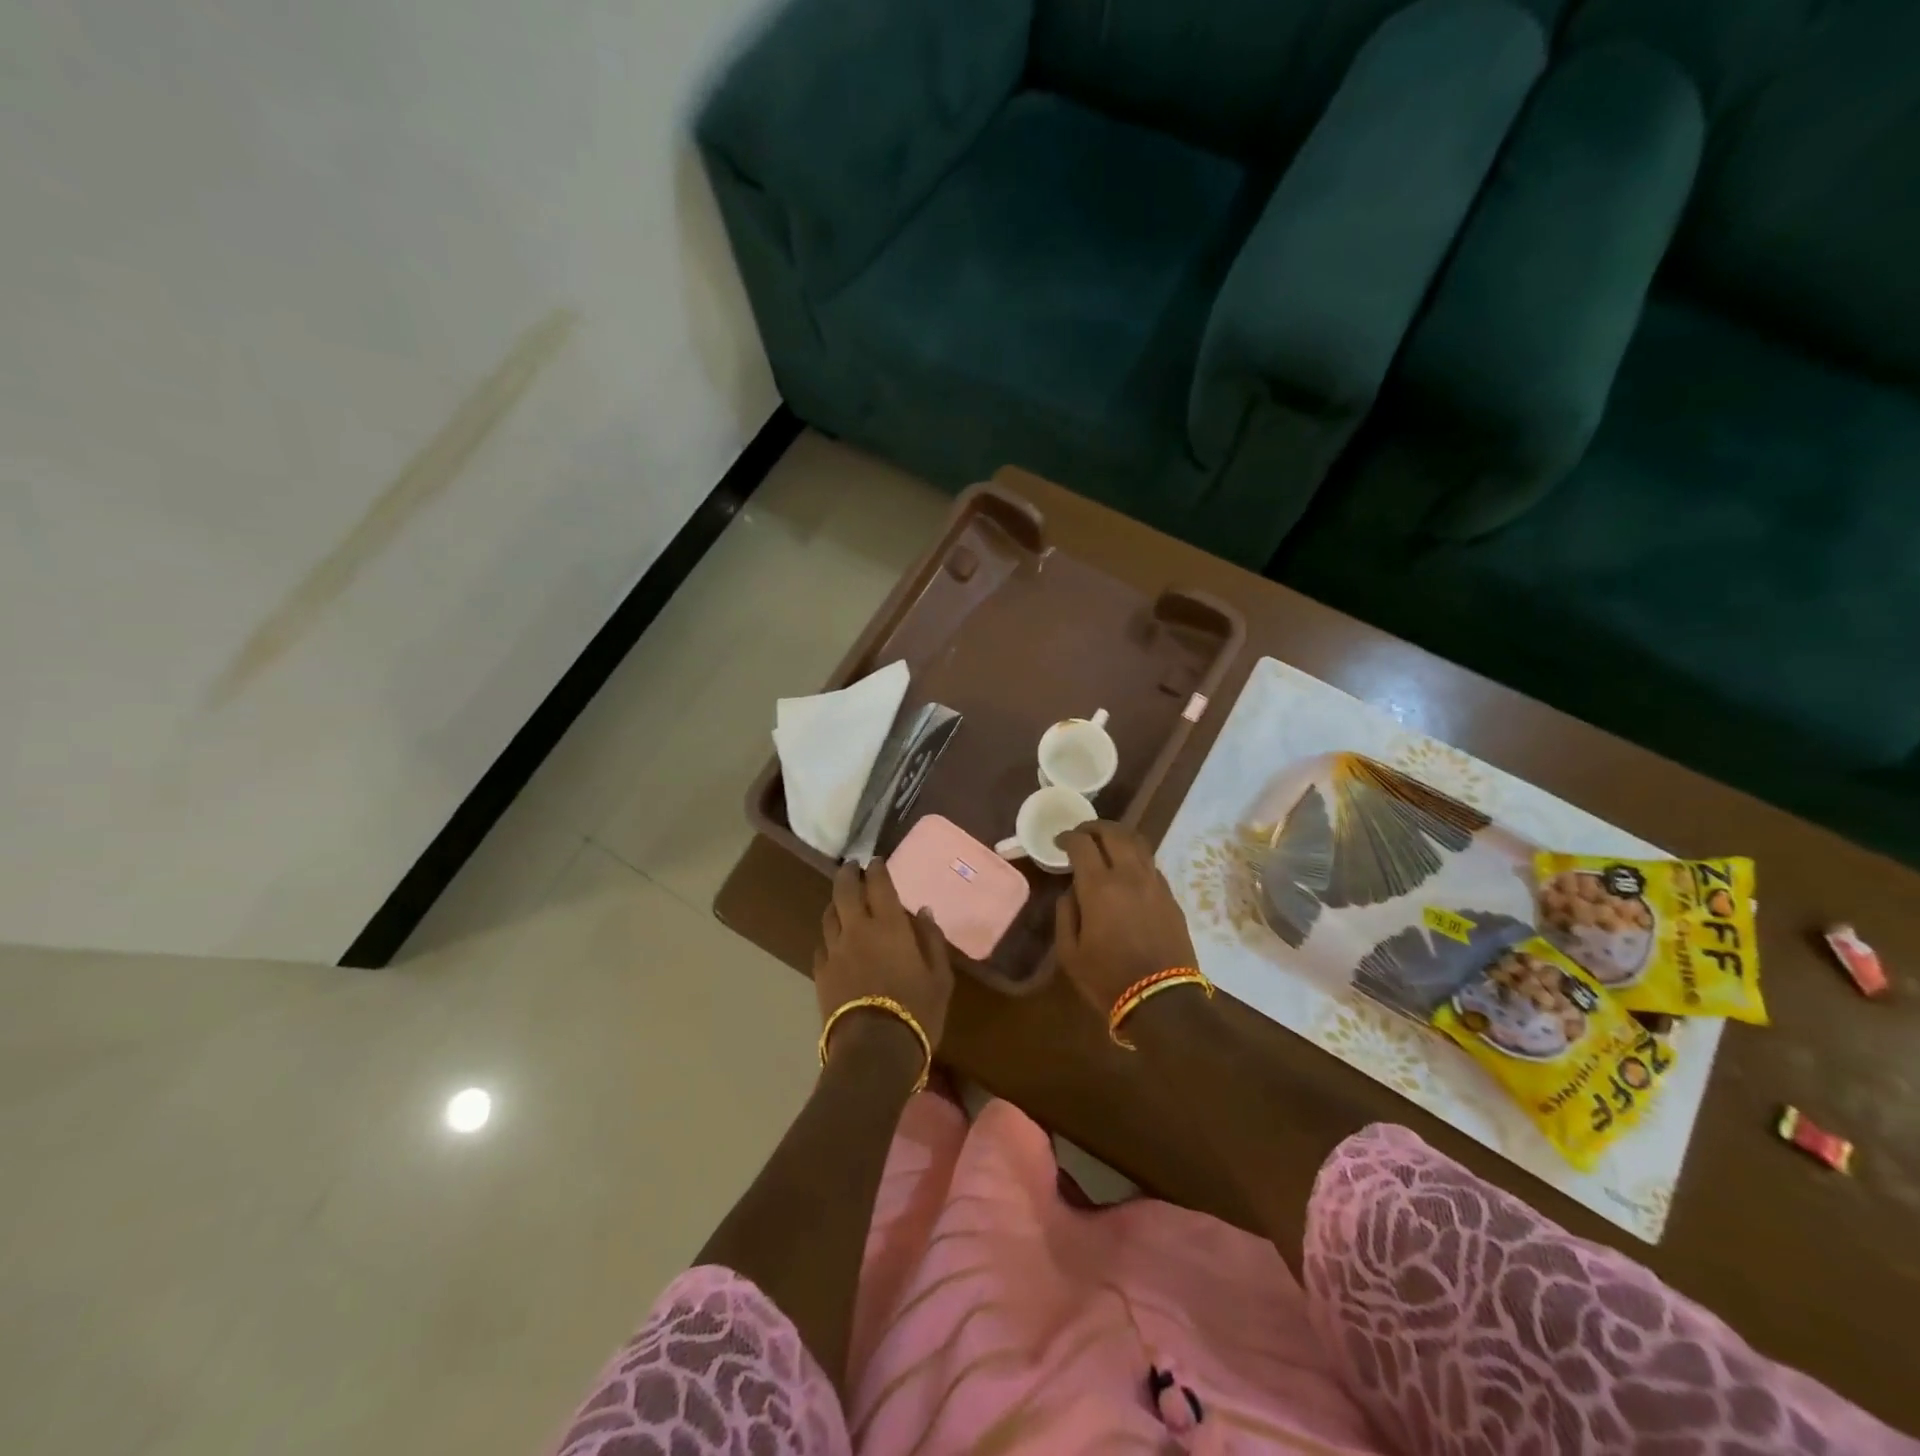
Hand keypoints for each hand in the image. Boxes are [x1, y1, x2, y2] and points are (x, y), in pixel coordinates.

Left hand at [813, 859, 952, 1054]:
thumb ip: (932, 940)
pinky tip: (834, 939)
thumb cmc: (916, 1012)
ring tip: (842, 900)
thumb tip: (923, 911)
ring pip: (829, 914)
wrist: (873, 1050)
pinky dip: (829, 934)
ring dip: (836, 902)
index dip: (877, 869)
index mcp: (889, 925)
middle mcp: (857, 929)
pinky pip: (822, 944)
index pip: (879, 884)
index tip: (876, 861)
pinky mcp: (820, 973)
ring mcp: (835, 951)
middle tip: (852, 867)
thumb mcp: (940, 977)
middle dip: (848, 874)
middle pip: (845, 890)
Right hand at [1056, 822, 1199, 1012]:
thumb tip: (1072, 891)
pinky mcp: (1171, 897)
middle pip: (1114, 833)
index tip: (1060, 841)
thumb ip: (1066, 914)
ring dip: (1119, 836)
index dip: (1068, 837)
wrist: (1162, 1000)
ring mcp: (1155, 884)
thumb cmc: (1108, 979)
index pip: (1082, 844)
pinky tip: (1128, 870)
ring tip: (1106, 843)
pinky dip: (1136, 857)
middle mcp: (1129, 876)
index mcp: (1099, 887)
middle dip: (1094, 827)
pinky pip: (1151, 864)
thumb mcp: (1070, 953)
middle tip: (1082, 833)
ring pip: (1138, 843)